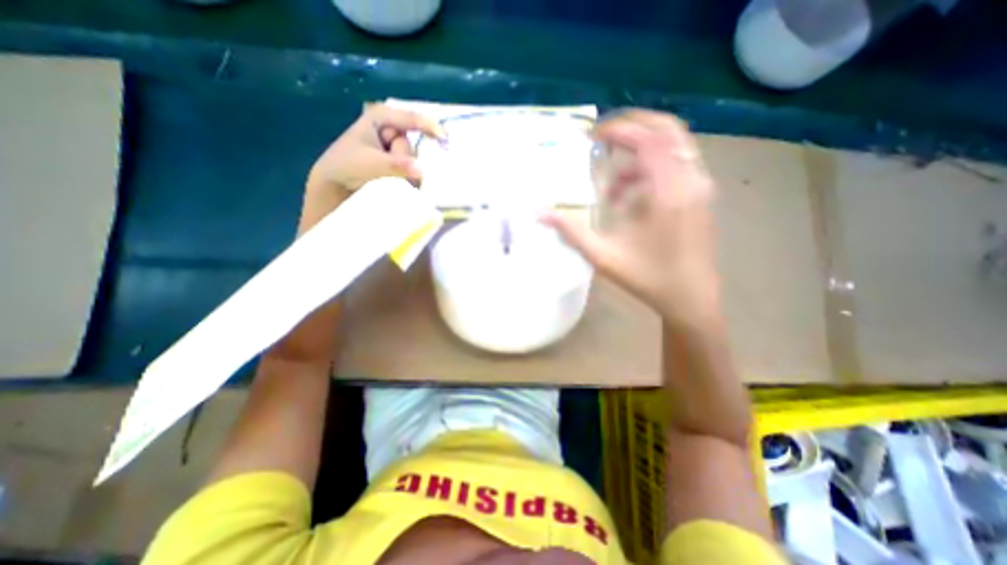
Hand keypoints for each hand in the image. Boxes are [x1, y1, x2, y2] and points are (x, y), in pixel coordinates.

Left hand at [295, 104, 440, 232]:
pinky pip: (409, 166)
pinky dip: (407, 174)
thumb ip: (397, 165)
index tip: (445, 139)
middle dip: (404, 157)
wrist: (334, 184)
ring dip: (404, 169)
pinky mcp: (394, 160)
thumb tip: (422, 170)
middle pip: (410, 142)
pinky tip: (398, 180)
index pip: (410, 118)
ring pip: (411, 157)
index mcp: (380, 117)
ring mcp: (392, 145)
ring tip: (385, 175)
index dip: (430, 127)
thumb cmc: (347, 165)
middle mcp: (389, 128)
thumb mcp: (372, 163)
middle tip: (386, 167)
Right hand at [542, 108, 724, 325]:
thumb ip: (571, 232)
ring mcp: (700, 186)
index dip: (618, 130)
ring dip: (639, 152)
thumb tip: (539, 214)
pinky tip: (628, 197)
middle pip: (667, 129)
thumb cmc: (647, 278)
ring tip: (610, 180)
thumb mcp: (603, 256)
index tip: (591, 136)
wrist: (690, 298)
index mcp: (669, 192)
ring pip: (673, 145)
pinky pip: (675, 165)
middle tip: (602, 136)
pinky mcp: (700, 195)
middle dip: (633, 125)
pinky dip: (649, 169)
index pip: (647, 139)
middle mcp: (691, 180)